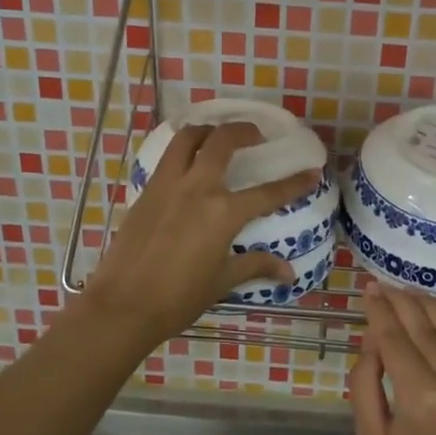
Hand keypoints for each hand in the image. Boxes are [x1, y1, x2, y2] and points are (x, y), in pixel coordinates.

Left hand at [80, 121, 319, 346]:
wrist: (123, 304)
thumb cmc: (178, 298)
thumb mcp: (222, 281)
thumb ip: (255, 266)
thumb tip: (288, 272)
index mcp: (223, 213)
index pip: (268, 193)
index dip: (294, 182)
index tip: (312, 171)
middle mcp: (197, 188)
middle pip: (222, 141)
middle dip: (244, 131)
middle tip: (256, 135)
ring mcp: (167, 185)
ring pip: (188, 138)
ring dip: (207, 130)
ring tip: (218, 136)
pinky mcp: (146, 191)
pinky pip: (167, 157)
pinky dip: (182, 148)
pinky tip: (187, 160)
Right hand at [350, 282, 435, 434]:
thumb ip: (366, 384)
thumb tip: (373, 340)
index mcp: (420, 397)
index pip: (394, 338)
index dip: (379, 310)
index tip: (368, 288)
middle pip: (425, 326)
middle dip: (401, 301)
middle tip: (383, 285)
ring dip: (430, 305)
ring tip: (408, 292)